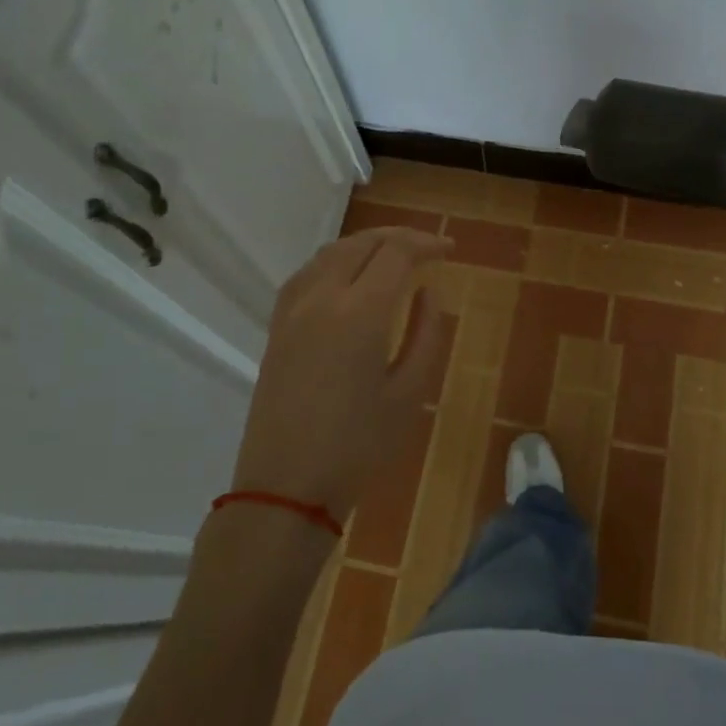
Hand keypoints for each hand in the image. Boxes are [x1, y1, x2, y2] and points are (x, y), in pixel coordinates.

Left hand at [232, 226, 452, 520]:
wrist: (286, 488)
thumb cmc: (358, 447)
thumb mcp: (409, 393)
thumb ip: (426, 334)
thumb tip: (428, 292)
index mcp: (360, 313)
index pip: (396, 253)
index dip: (426, 244)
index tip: (449, 250)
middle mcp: (322, 298)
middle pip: (362, 243)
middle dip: (399, 238)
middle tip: (428, 249)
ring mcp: (292, 310)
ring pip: (331, 252)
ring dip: (366, 244)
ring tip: (393, 255)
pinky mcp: (276, 327)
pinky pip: (307, 272)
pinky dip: (336, 260)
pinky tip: (349, 276)